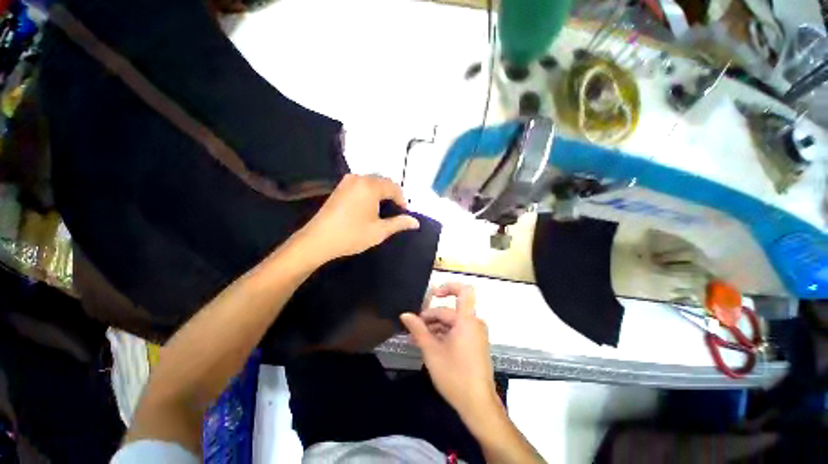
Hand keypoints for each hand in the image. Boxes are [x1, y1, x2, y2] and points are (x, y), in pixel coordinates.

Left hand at [298, 174, 419, 261]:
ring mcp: (347, 182)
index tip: (404, 213)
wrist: (318, 240)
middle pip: (383, 182)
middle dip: (392, 195)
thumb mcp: (379, 231)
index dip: (402, 199)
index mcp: (370, 186)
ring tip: (384, 209)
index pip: (394, 187)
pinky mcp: (339, 188)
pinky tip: (369, 206)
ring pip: (372, 182)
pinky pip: (361, 185)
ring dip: (381, 193)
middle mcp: (359, 178)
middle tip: (396, 211)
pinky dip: (370, 193)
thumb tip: (416, 222)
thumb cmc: (352, 235)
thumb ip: (399, 223)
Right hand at [400, 283, 498, 419]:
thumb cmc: (455, 375)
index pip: (464, 291)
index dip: (448, 287)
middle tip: (413, 328)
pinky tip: (429, 344)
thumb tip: (404, 315)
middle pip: (450, 312)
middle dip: (430, 317)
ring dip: (435, 328)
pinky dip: (444, 335)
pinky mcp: (475, 345)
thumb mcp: (432, 351)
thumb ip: (417, 329)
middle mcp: (474, 323)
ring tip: (417, 338)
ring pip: (452, 323)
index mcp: (467, 320)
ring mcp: (476, 335)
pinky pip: (458, 332)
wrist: (478, 405)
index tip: (432, 295)